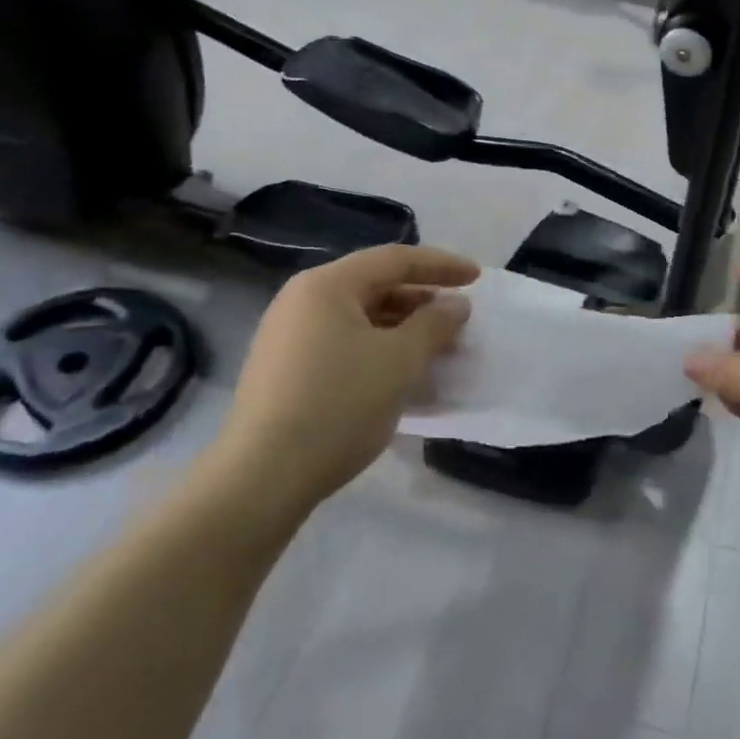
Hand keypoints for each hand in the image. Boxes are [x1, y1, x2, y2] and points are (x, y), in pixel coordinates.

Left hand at [207, 246, 476, 516]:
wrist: (262, 478)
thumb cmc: (339, 405)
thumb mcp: (400, 361)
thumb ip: (435, 324)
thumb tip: (456, 304)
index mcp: (327, 285)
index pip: (395, 260)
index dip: (441, 265)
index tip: (477, 279)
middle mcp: (302, 301)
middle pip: (375, 287)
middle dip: (423, 303)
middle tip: (459, 322)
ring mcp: (289, 337)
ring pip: (361, 320)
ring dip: (404, 332)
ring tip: (439, 353)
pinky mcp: (286, 371)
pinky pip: (344, 346)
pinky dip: (379, 353)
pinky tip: (403, 380)